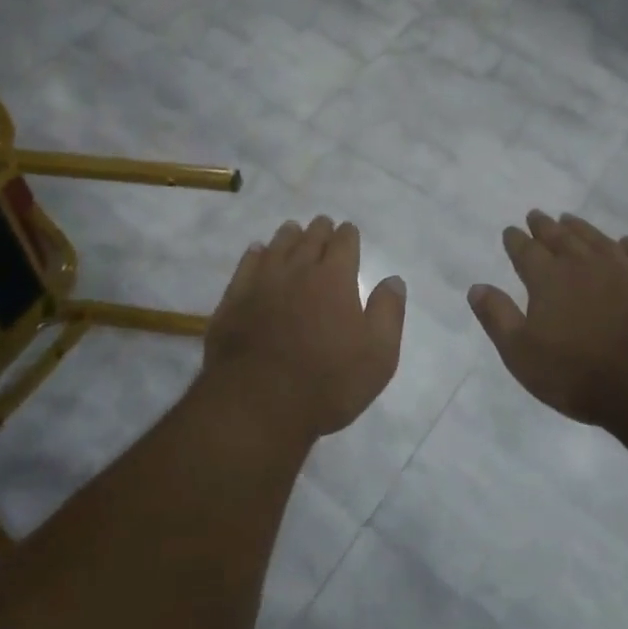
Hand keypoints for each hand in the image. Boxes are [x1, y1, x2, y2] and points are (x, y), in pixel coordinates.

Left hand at [200, 215, 406, 442]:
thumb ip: (388, 313)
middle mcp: (298, 270)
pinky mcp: (234, 299)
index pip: (344, 244)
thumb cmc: (328, 382)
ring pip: (277, 247)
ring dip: (288, 236)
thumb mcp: (378, 355)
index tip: (348, 231)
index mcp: (335, 278)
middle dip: (320, 230)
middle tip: (323, 225)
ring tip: (293, 230)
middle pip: (310, 239)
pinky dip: (255, 254)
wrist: (259, 403)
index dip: (348, 235)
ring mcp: (261, 282)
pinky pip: (246, 265)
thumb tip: (393, 280)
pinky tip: (257, 252)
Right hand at [468, 211, 627, 428]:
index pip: (526, 251)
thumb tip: (477, 287)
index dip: (516, 240)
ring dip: (581, 228)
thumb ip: (498, 317)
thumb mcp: (522, 354)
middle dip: (545, 226)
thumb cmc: (579, 373)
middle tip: (536, 215)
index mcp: (548, 279)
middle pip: (561, 238)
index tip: (510, 231)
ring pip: (597, 240)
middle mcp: (584, 264)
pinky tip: (625, 243)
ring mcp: (624, 270)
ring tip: (570, 219)